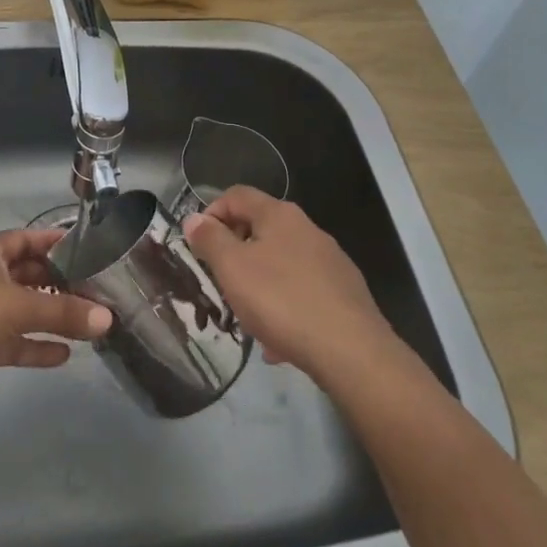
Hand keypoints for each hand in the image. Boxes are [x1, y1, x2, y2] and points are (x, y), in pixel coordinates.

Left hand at [0, 228, 112, 415]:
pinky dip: (34, 345)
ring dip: (49, 316)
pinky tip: (62, 355)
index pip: (24, 239)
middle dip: (57, 282)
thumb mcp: (19, 306)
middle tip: (93, 290)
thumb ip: (64, 312)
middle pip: (26, 275)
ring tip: (85, 323)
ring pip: (21, 310)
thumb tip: (108, 318)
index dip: (52, 241)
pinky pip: (12, 341)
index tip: (84, 248)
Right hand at [183, 187, 394, 379]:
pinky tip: (279, 342)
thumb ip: (210, 240)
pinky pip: (302, 291)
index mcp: (279, 214)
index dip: (211, 213)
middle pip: (260, 228)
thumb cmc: (282, 301)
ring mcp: (330, 260)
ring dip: (259, 284)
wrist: (352, 351)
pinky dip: (285, 307)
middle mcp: (307, 228)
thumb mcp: (232, 268)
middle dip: (235, 253)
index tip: (199, 245)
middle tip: (220, 282)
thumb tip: (194, 219)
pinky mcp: (345, 292)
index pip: (236, 195)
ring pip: (281, 264)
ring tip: (248, 319)